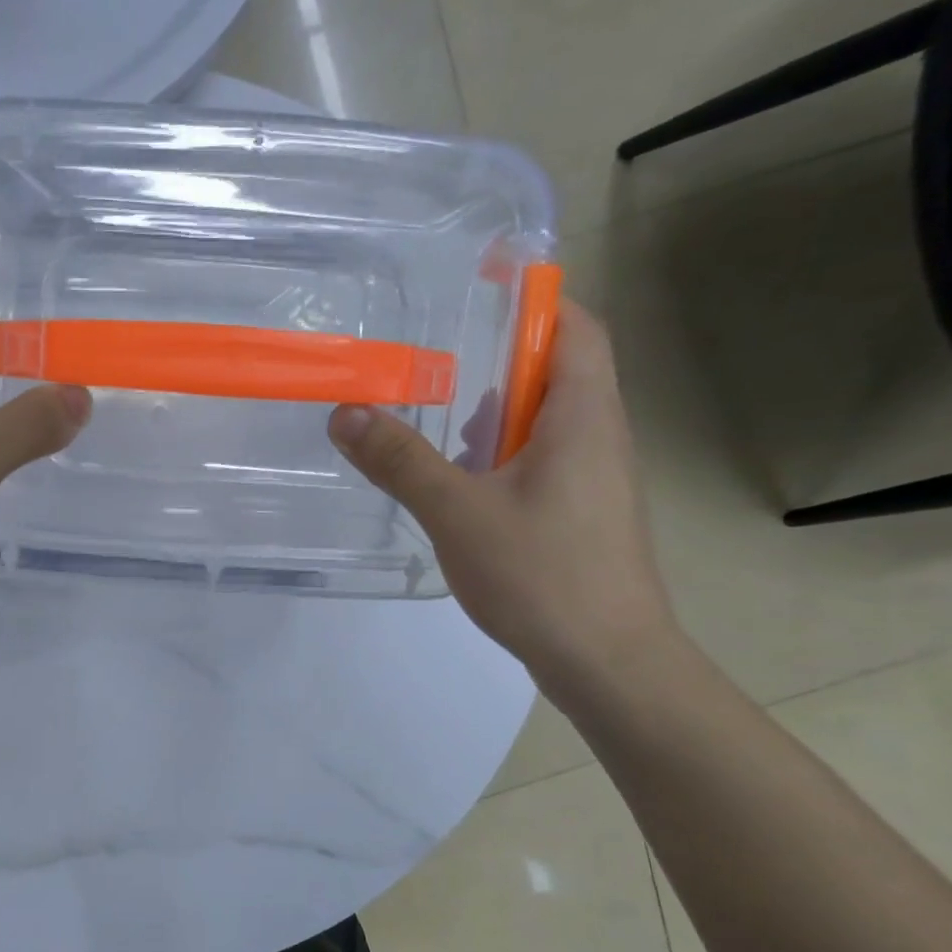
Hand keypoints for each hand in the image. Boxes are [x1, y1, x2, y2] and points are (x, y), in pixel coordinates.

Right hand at [328, 300, 677, 695]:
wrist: (607, 659)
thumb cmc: (542, 573)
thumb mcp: (457, 512)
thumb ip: (400, 461)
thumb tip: (344, 413)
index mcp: (584, 415)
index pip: (575, 326)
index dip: (534, 299)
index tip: (478, 292)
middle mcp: (598, 435)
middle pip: (558, 368)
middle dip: (498, 357)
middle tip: (432, 359)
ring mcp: (593, 478)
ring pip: (545, 419)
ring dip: (495, 410)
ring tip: (433, 418)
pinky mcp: (580, 512)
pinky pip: (539, 459)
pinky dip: (499, 453)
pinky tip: (456, 481)